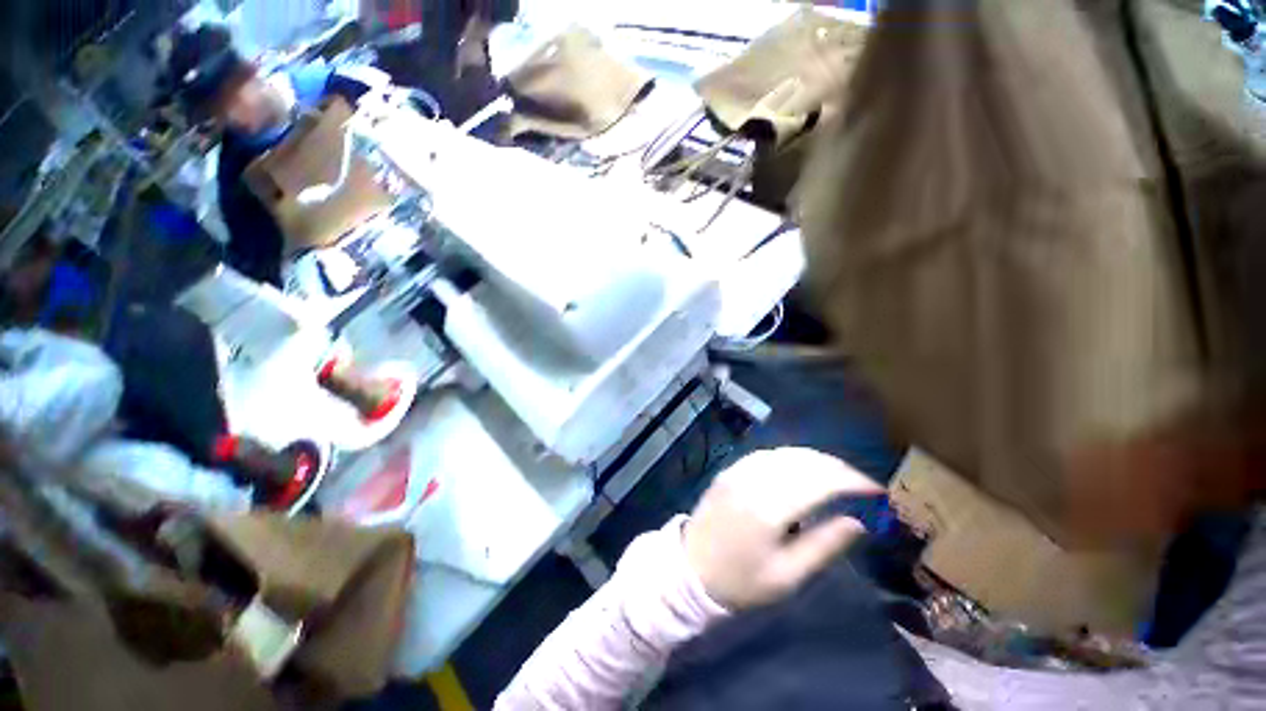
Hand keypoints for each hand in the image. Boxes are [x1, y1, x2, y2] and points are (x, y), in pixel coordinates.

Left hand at [684, 448, 883, 609]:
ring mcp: (738, 471)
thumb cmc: (741, 581)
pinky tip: (801, 469)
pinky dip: (790, 457)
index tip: (876, 489)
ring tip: (837, 475)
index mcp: (769, 508)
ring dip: (815, 459)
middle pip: (803, 460)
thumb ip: (824, 546)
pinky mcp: (729, 470)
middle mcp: (753, 480)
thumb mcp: (787, 576)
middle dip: (837, 466)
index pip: (819, 481)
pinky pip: (766, 454)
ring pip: (784, 452)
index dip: (852, 480)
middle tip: (859, 482)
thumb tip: (857, 522)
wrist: (691, 569)